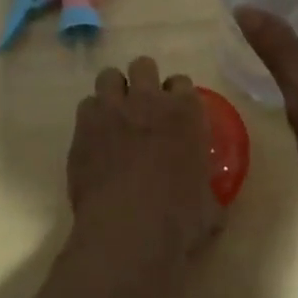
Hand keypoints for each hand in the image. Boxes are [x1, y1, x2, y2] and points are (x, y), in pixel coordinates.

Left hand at [65, 57, 223, 294]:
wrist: (128, 231)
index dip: (176, 97)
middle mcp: (149, 100)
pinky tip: (94, 138)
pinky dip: (91, 117)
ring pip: (109, 76)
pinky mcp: (84, 125)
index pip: (182, 82)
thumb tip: (213, 202)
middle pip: (144, 65)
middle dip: (143, 81)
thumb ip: (210, 193)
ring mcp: (113, 108)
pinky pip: (86, 105)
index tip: (174, 115)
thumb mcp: (209, 208)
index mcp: (185, 112)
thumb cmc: (178, 220)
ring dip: (113, 91)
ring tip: (114, 115)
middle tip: (142, 108)